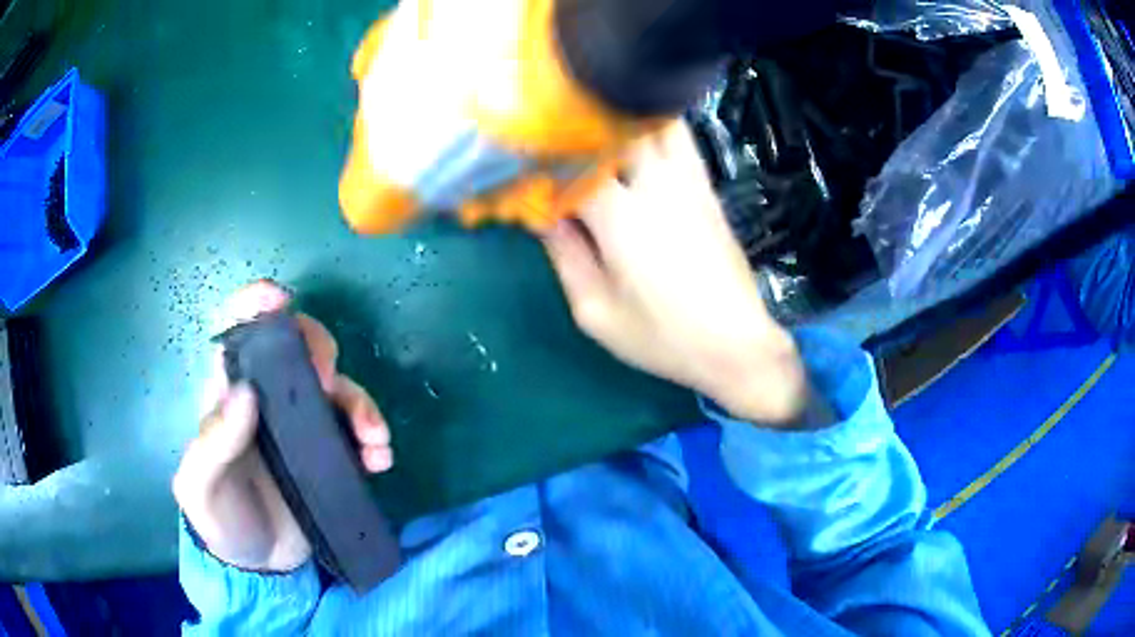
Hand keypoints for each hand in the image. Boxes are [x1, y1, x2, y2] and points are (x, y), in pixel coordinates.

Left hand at [172, 281, 393, 571]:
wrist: (260, 566)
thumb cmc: (222, 520)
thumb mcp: (200, 489)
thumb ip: (212, 444)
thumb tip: (244, 393)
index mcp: (229, 396)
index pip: (237, 334)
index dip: (255, 305)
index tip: (278, 300)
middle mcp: (267, 400)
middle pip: (296, 346)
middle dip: (319, 350)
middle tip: (327, 383)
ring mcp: (302, 426)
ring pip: (336, 385)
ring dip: (361, 401)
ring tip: (372, 439)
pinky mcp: (330, 452)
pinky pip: (357, 428)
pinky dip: (375, 434)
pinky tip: (380, 460)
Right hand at [542, 122, 810, 425]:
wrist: (737, 345)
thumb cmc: (662, 338)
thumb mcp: (596, 312)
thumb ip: (565, 257)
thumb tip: (543, 215)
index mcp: (621, 217)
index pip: (571, 164)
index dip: (542, 162)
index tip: (523, 167)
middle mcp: (656, 185)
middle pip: (614, 127)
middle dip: (580, 129)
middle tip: (557, 141)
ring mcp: (689, 181)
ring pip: (654, 122)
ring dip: (622, 120)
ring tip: (597, 133)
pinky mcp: (708, 189)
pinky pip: (680, 140)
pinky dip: (654, 130)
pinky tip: (638, 143)